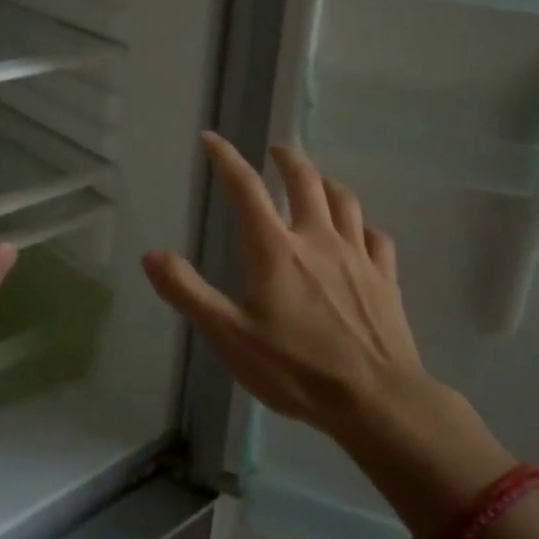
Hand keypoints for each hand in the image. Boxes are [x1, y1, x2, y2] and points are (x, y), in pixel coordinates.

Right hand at [143, 133, 420, 441]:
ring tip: (317, 181)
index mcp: (277, 250)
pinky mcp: (386, 279)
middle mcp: (318, 240)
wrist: (377, 400)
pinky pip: (377, 239)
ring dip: (327, 183)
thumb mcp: (229, 337)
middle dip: (288, 159)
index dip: (227, 158)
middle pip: (305, 181)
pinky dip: (364, 228)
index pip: (246, 189)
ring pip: (345, 201)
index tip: (211, 138)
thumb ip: (188, 293)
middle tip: (276, 150)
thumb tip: (152, 255)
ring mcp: (358, 256)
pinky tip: (361, 234)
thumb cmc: (297, 369)